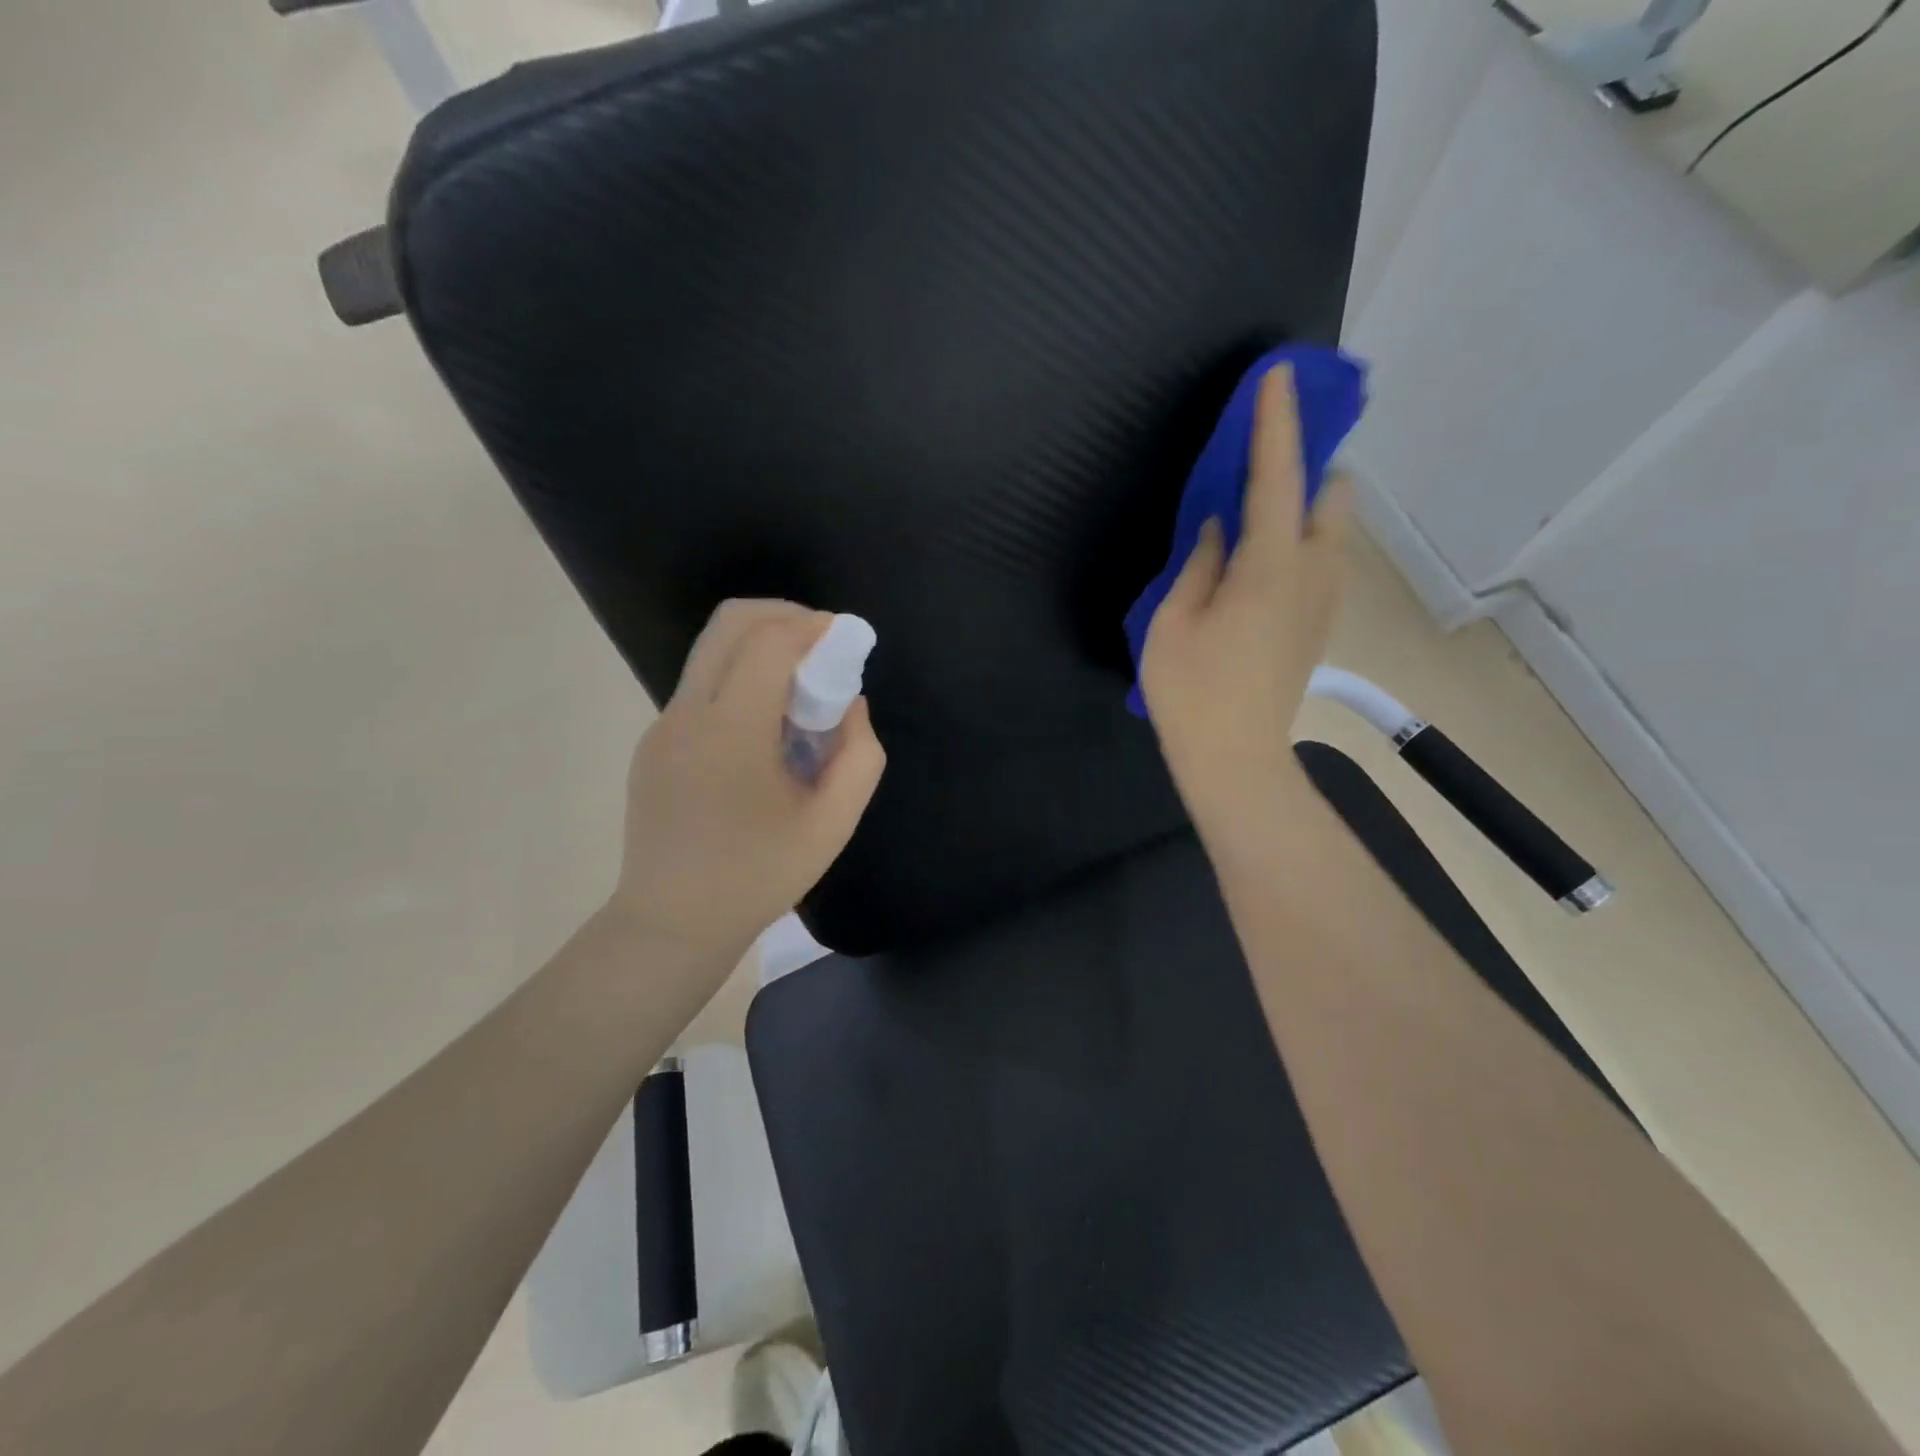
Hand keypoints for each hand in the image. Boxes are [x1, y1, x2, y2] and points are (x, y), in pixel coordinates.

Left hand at [612, 599, 885, 969]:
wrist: (672, 924)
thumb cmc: (758, 876)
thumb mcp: (832, 823)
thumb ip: (859, 755)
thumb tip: (849, 706)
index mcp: (730, 732)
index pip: (769, 642)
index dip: (813, 626)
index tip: (845, 640)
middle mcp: (687, 714)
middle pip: (730, 623)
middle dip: (784, 616)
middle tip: (822, 645)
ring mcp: (662, 727)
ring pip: (712, 652)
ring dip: (761, 649)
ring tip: (799, 692)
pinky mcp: (654, 744)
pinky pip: (702, 688)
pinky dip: (740, 681)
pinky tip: (764, 732)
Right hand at [1141, 364, 1352, 828]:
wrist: (1236, 758)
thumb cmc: (1191, 691)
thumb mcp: (1172, 622)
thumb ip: (1199, 564)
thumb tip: (1219, 528)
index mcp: (1269, 567)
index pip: (1278, 478)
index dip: (1276, 425)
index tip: (1277, 377)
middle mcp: (1313, 573)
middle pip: (1332, 496)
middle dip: (1308, 466)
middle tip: (1262, 469)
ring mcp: (1324, 601)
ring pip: (1334, 529)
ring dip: (1307, 504)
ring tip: (1259, 514)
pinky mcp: (1320, 623)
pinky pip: (1325, 559)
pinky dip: (1304, 538)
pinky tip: (1263, 560)